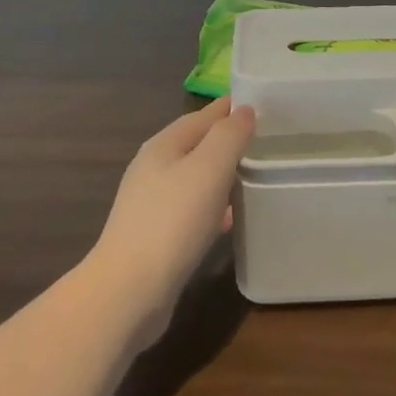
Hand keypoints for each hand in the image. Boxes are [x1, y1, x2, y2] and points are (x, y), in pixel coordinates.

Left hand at [90, 96, 254, 347]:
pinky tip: (230, 218)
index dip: (231, 107)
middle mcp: (154, 169)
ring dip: (222, 173)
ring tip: (254, 174)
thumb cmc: (172, 221)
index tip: (265, 103)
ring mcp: (151, 204)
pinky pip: (192, 209)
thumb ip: (229, 136)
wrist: (129, 291)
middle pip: (197, 145)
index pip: (203, 115)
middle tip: (266, 140)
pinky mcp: (156, 236)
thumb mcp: (209, 169)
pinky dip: (213, 206)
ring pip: (195, 178)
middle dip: (228, 140)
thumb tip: (244, 110)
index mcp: (163, 145)